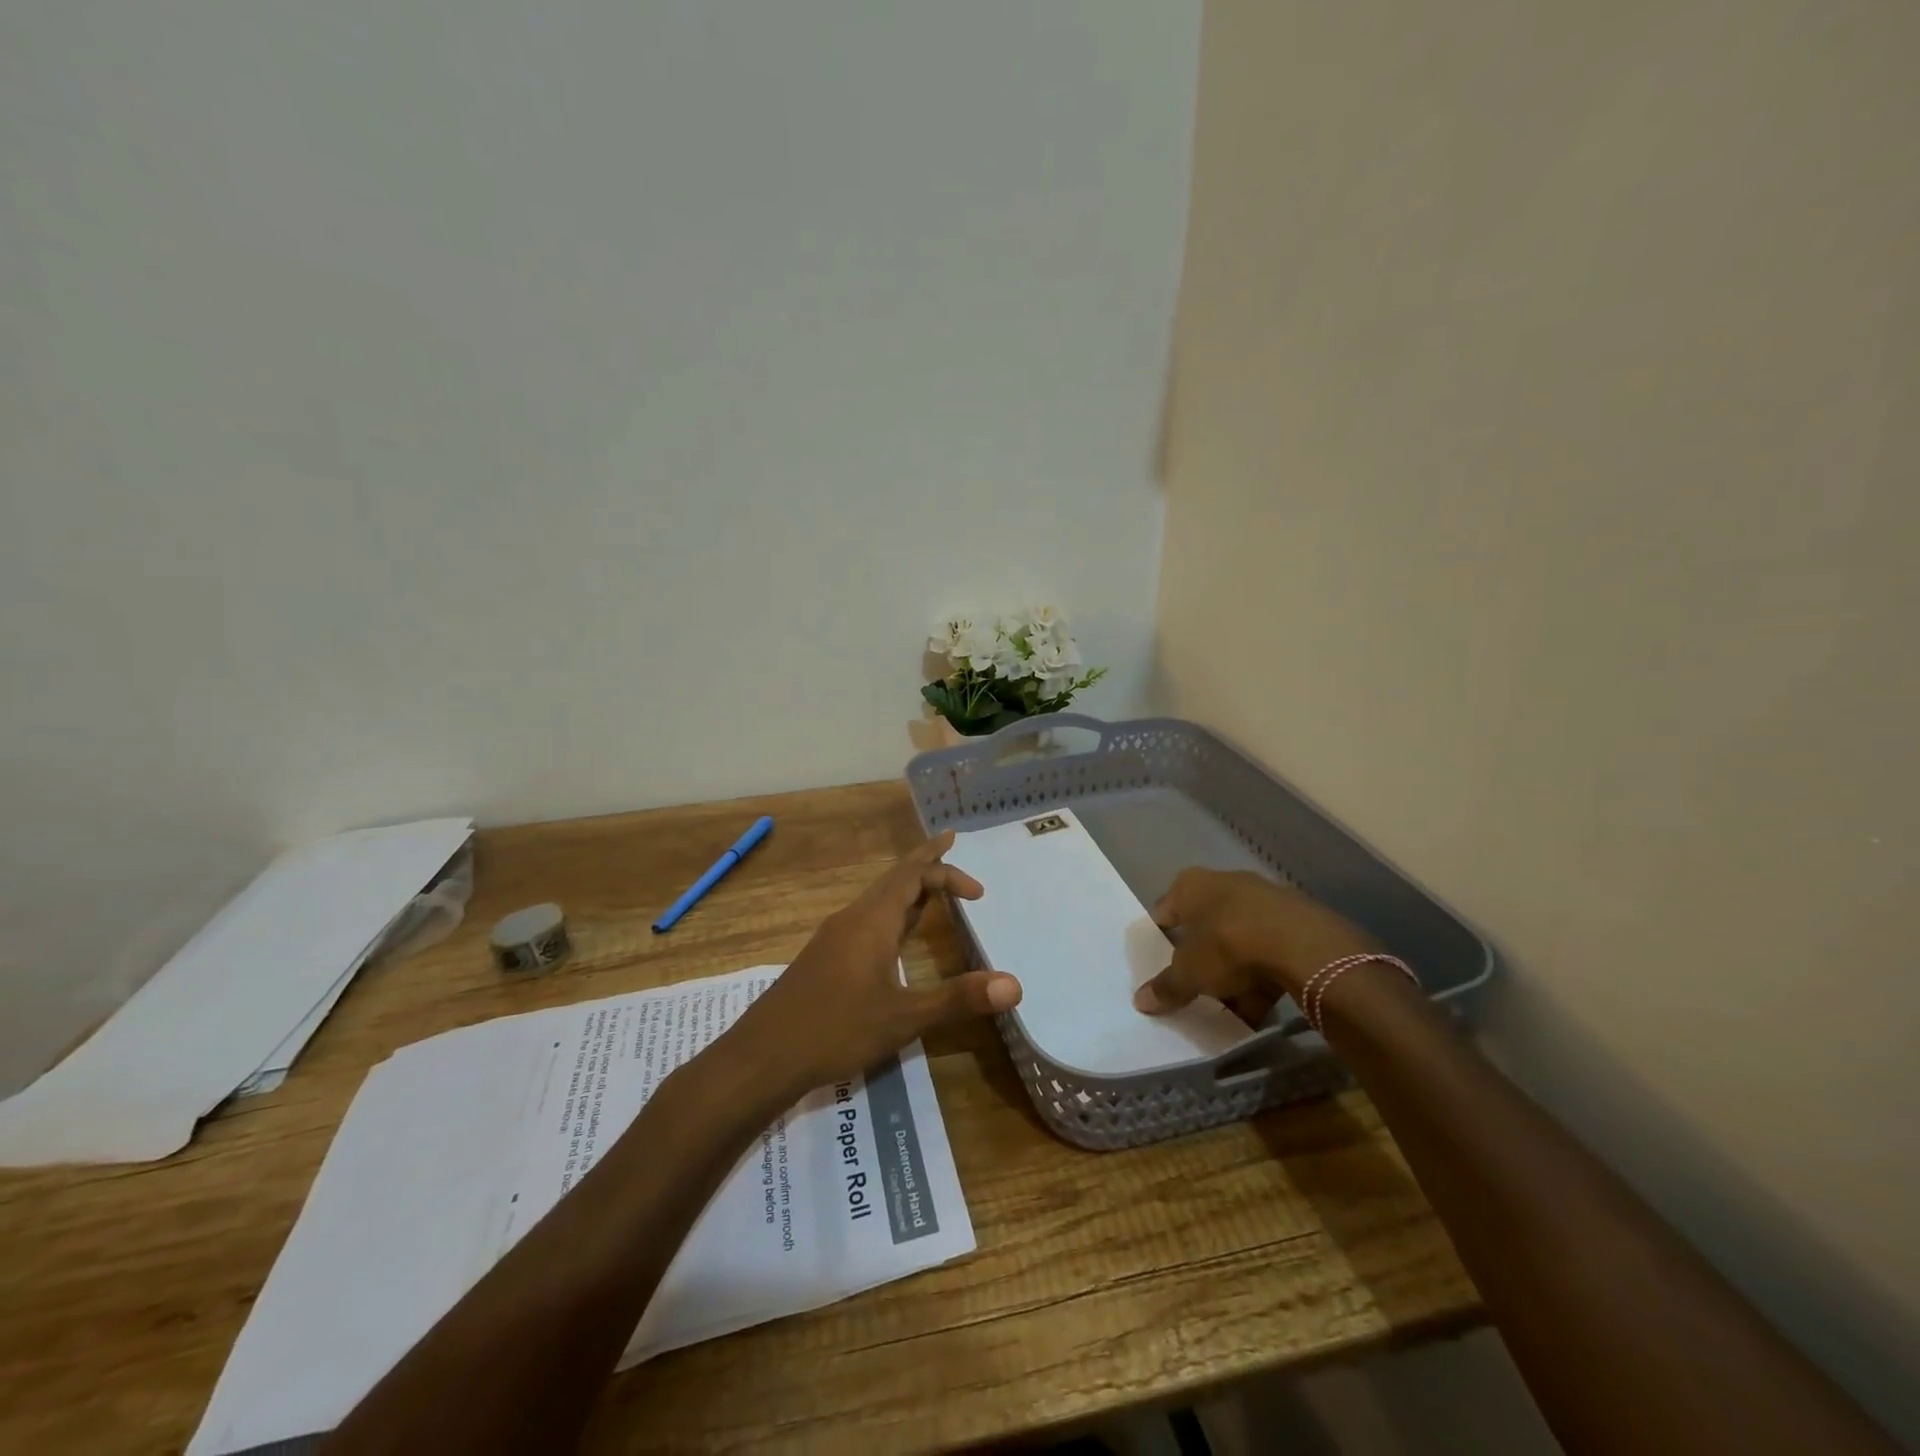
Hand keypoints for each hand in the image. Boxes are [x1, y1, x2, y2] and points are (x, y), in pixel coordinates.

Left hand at [729, 831, 1021, 1094]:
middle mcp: (853, 919)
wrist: (762, 1055)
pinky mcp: (823, 958)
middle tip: (950, 848)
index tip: (978, 891)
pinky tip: (894, 938)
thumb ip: (958, 999)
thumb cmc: (836, 1029)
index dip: (946, 873)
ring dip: (907, 889)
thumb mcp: (903, 1017)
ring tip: (931, 892)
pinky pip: (866, 918)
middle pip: (893, 878)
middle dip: (924, 863)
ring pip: (877, 899)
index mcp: (873, 921)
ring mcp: (834, 937)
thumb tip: (1015, 985)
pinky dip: (891, 913)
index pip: (913, 876)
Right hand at [1133, 868, 1376, 1023]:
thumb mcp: (1189, 973)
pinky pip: (1268, 952)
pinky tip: (1258, 1009)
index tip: (1158, 964)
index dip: (1160, 938)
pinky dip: (1261, 978)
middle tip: (1193, 988)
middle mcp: (1225, 883)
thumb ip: (1166, 987)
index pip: (1165, 910)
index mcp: (1190, 885)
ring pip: (1238, 941)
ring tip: (1228, 1009)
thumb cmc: (1228, 945)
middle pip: (1204, 926)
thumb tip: (1141, 1001)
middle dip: (1200, 959)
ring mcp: (1263, 900)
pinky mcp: (1295, 921)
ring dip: (1232, 973)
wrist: (1303, 945)